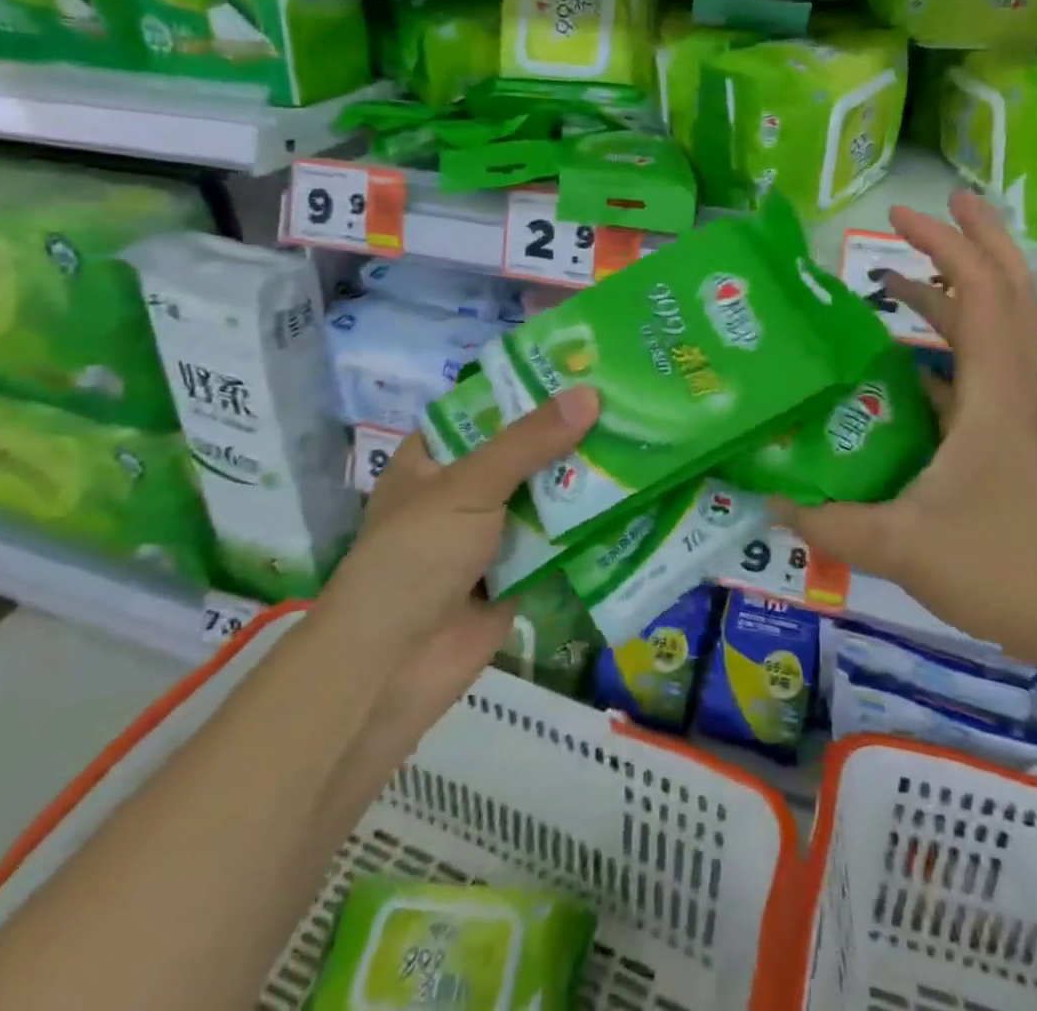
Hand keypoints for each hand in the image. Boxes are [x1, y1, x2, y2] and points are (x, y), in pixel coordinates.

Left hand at [315, 386, 600, 748]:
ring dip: (583, 479)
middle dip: (569, 435)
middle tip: (626, 404)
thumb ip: (530, 441)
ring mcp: (490, 535)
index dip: (532, 389)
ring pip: (544, 497)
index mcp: (434, 458)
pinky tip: (633, 500)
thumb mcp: (469, 484)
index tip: (584, 369)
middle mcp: (462, 490)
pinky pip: (557, 542)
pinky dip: (587, 527)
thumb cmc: (417, 554)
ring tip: (641, 442)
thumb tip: (591, 394)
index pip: (488, 409)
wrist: (395, 666)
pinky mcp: (516, 574)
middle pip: (523, 453)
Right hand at [773, 192, 1036, 669]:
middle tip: (924, 209)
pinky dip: (945, 347)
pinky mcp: (1007, 437)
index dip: (947, 244)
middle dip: (970, 240)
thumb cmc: (1002, 570)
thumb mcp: (903, 546)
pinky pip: (977, 370)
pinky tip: (901, 365)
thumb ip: (832, 524)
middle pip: (1005, 292)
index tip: (903, 215)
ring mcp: (1013, 412)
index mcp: (994, 395)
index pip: (981, 293)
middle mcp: (1010, 389)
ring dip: (951, 292)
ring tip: (894, 276)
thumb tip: (772, 503)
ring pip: (992, 329)